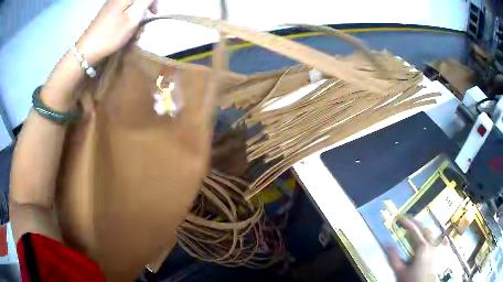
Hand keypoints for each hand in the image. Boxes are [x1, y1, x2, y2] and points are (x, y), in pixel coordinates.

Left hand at [76, 0, 157, 64]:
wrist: (86, 51)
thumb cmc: (110, 35)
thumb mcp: (133, 18)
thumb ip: (145, 2)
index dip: (152, 2)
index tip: (154, 13)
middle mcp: (116, 0)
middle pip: (136, 3)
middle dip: (142, 13)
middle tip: (141, 27)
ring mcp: (110, 8)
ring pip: (130, 10)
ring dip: (134, 20)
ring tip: (131, 34)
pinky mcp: (105, 17)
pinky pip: (121, 16)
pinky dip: (126, 23)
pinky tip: (124, 34)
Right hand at [385, 216, 435, 281]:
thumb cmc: (410, 280)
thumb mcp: (400, 272)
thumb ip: (393, 258)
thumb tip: (387, 243)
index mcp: (422, 248)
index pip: (414, 230)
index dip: (406, 222)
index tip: (399, 218)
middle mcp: (430, 244)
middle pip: (424, 228)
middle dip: (415, 222)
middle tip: (406, 220)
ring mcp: (434, 248)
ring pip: (429, 232)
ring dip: (421, 228)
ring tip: (414, 228)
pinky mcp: (435, 252)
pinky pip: (432, 238)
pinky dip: (427, 234)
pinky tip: (423, 238)